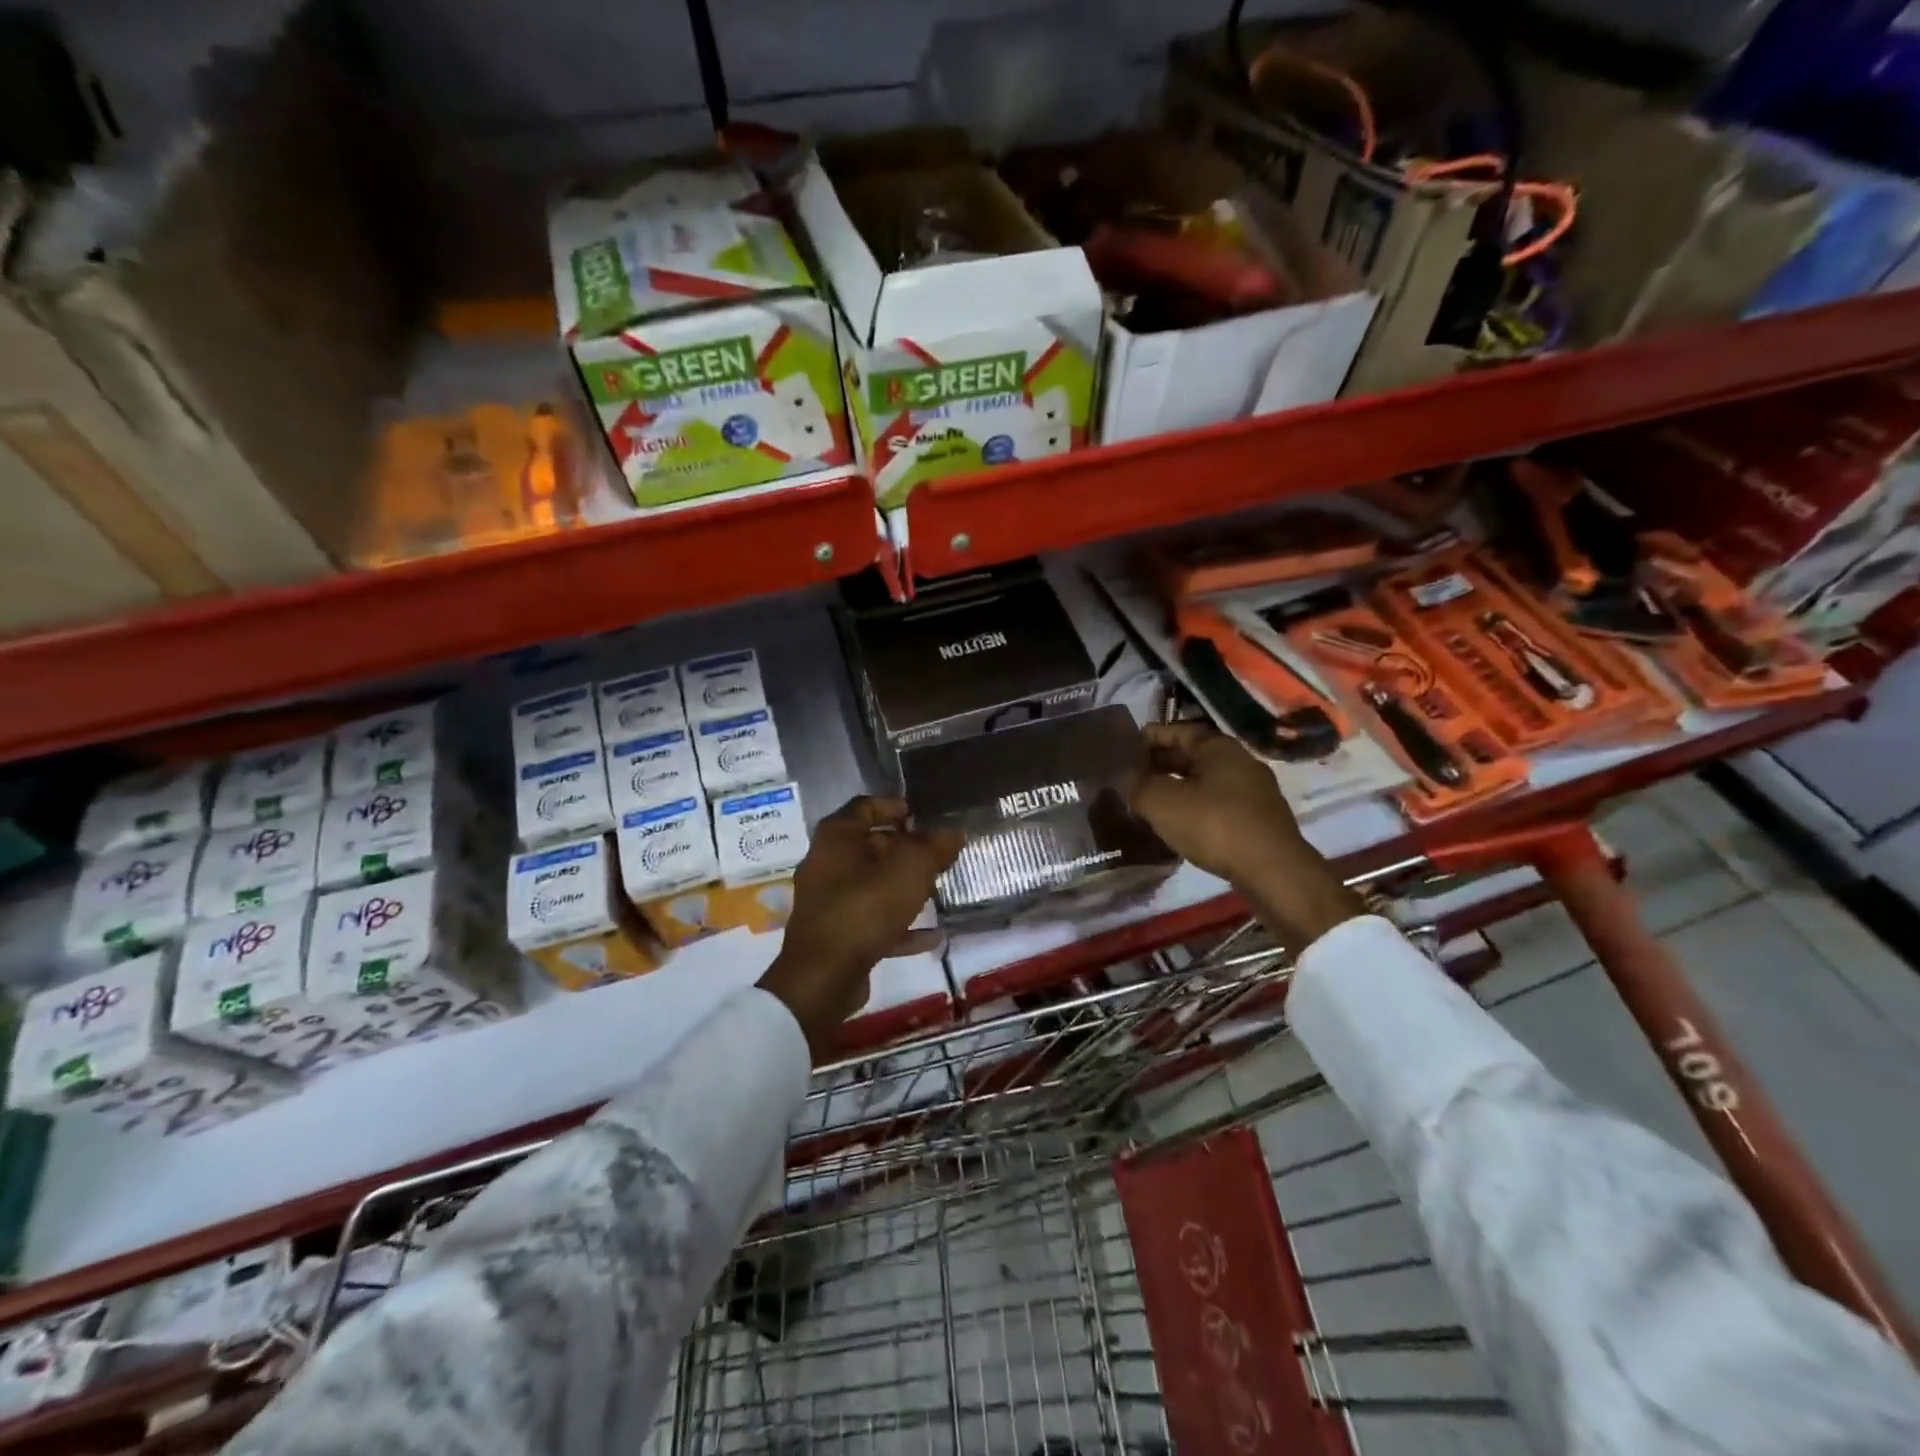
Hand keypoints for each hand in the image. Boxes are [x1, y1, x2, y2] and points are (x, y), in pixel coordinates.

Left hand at [758, 796, 962, 1060]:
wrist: (823, 977)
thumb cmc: (865, 908)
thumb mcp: (910, 870)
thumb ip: (934, 847)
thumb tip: (953, 832)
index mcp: (836, 838)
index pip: (864, 806)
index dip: (892, 805)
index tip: (919, 814)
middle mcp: (826, 864)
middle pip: (868, 846)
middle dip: (903, 848)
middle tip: (935, 853)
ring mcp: (828, 903)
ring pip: (871, 885)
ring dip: (902, 886)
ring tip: (936, 888)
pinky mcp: (836, 936)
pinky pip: (872, 922)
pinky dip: (899, 925)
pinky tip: (932, 935)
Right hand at [1128, 721, 1363, 947]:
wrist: (1272, 871)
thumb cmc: (1214, 825)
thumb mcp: (1161, 802)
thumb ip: (1138, 785)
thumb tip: (1127, 778)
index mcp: (1218, 746)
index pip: (1176, 730)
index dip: (1147, 738)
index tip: (1123, 751)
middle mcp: (1240, 760)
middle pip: (1192, 755)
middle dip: (1160, 764)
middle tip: (1131, 779)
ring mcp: (1254, 791)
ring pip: (1205, 780)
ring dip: (1177, 787)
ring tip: (1150, 802)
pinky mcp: (1259, 819)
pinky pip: (1218, 803)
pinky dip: (1195, 807)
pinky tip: (1179, 824)